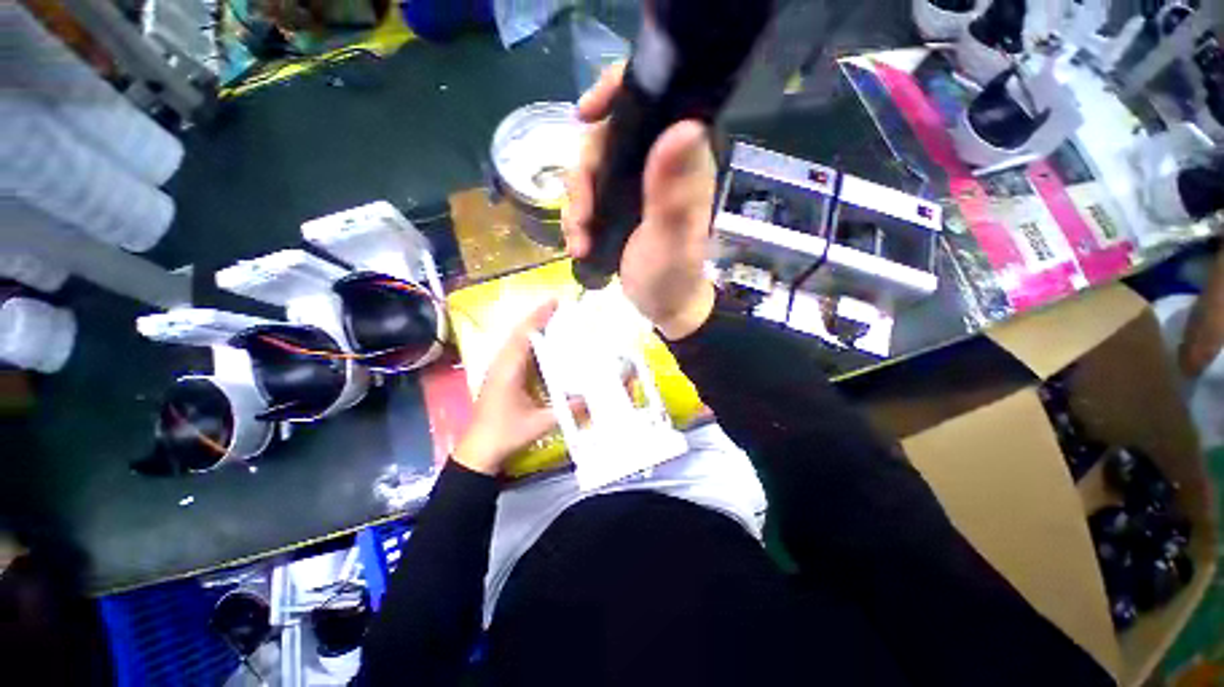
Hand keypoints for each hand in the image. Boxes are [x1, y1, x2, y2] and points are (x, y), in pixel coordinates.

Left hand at [454, 301, 559, 475]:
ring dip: (531, 327)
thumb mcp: (540, 423)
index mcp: (508, 370)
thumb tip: (591, 398)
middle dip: (536, 317)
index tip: (554, 302)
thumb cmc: (506, 434)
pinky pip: (514, 351)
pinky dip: (527, 341)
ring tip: (552, 319)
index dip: (539, 317)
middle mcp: (501, 364)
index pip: (524, 335)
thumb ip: (567, 410)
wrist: (478, 451)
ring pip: (514, 340)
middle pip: (518, 333)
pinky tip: (540, 345)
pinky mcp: (498, 376)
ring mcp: (497, 369)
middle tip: (558, 306)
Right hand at [563, 62, 717, 340]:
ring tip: (579, 241)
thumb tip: (682, 126)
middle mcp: (657, 164)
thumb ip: (675, 193)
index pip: (654, 99)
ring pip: (590, 169)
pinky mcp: (617, 205)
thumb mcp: (672, 241)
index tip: (585, 116)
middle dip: (584, 176)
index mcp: (680, 162)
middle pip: (606, 137)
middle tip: (582, 217)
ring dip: (576, 205)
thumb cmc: (672, 278)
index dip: (616, 92)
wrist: (663, 308)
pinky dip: (575, 219)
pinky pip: (585, 197)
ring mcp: (634, 185)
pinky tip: (578, 244)